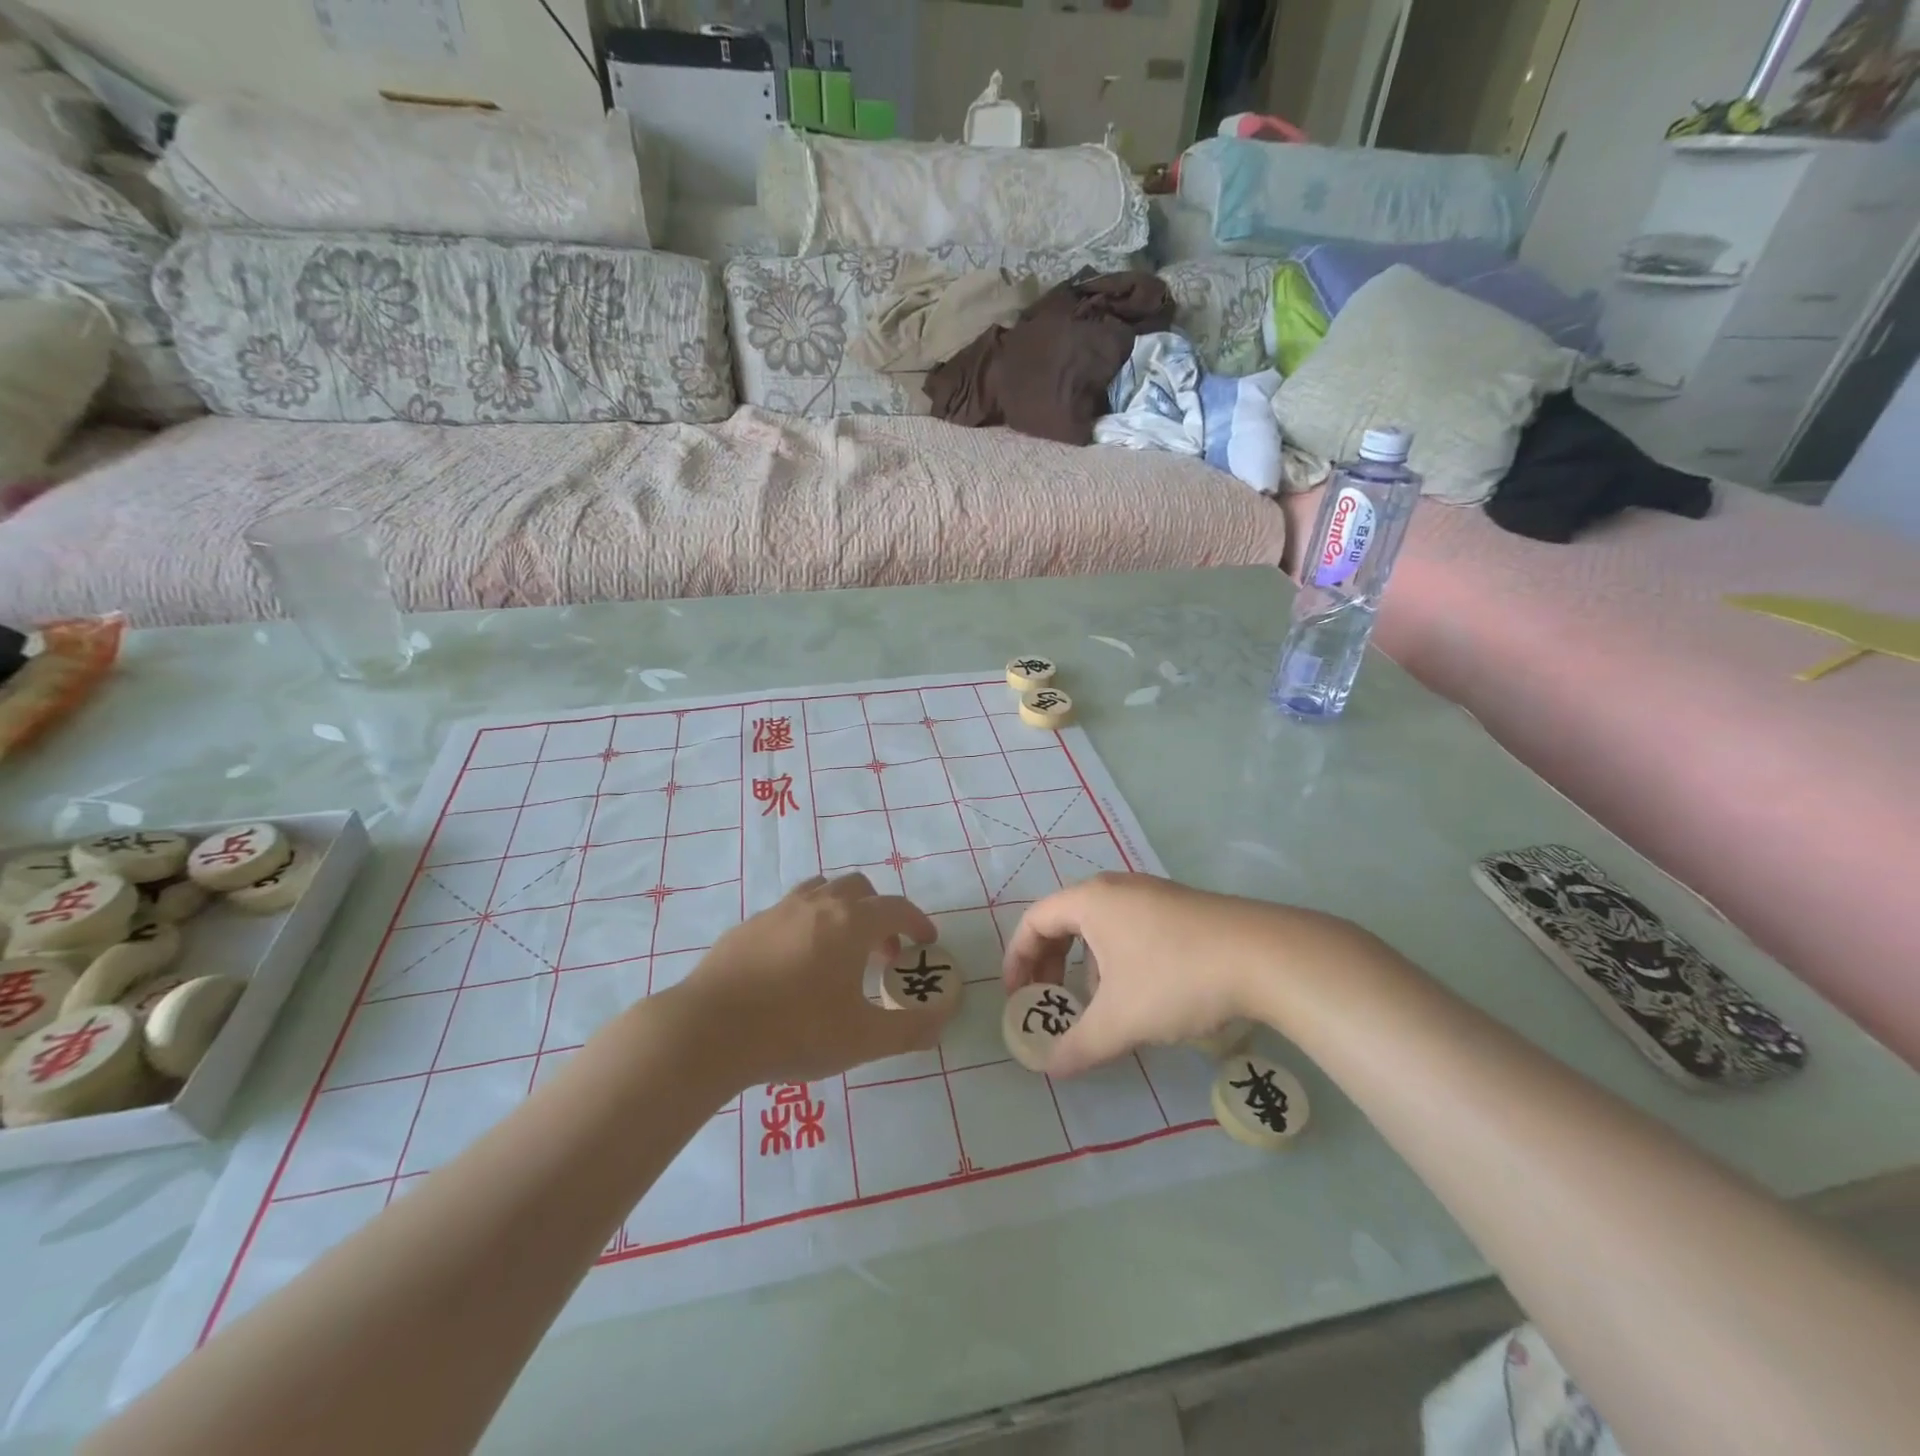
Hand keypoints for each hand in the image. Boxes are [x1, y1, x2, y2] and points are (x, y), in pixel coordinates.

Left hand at [683, 873, 954, 1088]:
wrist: (709, 1031)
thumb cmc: (795, 1030)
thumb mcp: (862, 1039)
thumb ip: (910, 1028)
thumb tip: (943, 1017)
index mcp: (851, 923)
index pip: (897, 908)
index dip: (917, 923)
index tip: (926, 942)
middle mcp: (817, 904)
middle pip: (858, 889)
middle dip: (879, 914)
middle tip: (882, 953)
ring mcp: (778, 911)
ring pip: (820, 892)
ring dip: (841, 911)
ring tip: (839, 951)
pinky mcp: (747, 926)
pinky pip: (788, 912)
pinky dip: (806, 925)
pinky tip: (794, 965)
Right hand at [1002, 873, 1355, 1076]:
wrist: (1265, 957)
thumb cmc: (1176, 978)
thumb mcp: (1120, 1020)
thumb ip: (1079, 1046)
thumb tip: (1050, 1069)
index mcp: (1091, 901)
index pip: (1035, 921)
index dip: (1018, 960)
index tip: (1018, 998)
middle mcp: (1116, 888)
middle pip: (1065, 920)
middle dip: (1049, 963)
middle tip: (1049, 1001)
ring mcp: (1152, 894)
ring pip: (1100, 927)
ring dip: (1086, 964)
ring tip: (1097, 1004)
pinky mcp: (1182, 909)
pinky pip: (1130, 929)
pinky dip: (1117, 959)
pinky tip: (1141, 995)